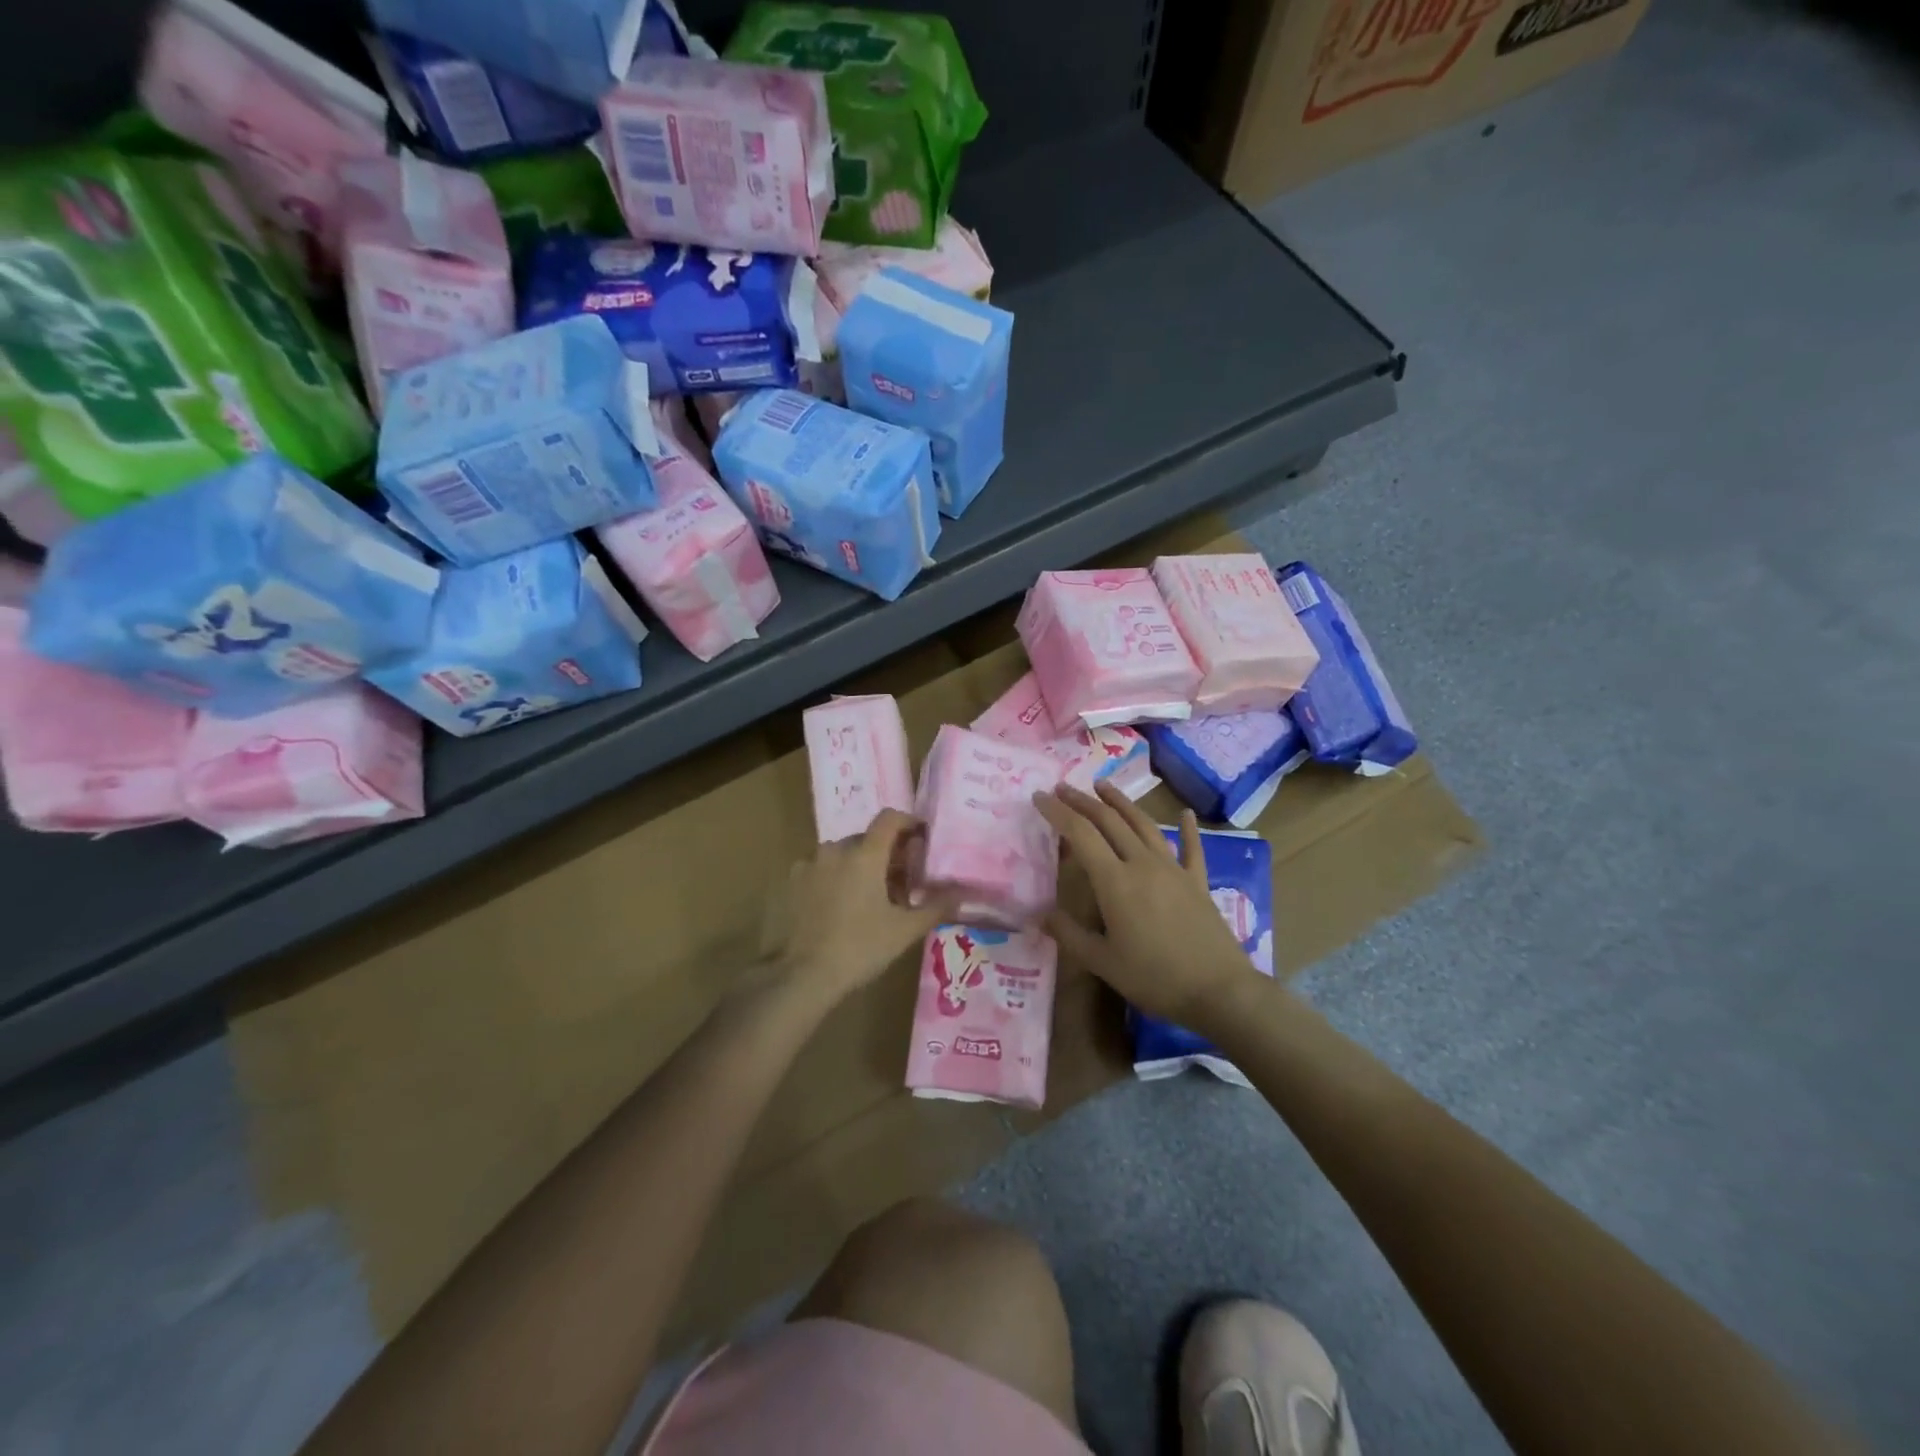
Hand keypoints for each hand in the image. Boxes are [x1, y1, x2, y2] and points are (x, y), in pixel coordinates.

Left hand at [776, 809, 957, 1004]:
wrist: (802, 976)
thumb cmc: (860, 948)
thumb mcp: (905, 930)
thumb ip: (936, 906)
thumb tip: (963, 893)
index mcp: (864, 854)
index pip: (890, 818)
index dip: (909, 822)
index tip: (922, 839)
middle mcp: (835, 849)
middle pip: (867, 838)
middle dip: (886, 853)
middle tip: (901, 882)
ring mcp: (809, 864)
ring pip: (843, 855)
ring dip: (860, 866)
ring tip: (870, 898)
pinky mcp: (791, 882)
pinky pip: (821, 870)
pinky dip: (835, 879)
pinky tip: (840, 907)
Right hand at [1036, 782, 1254, 1024]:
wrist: (1219, 990)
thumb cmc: (1154, 978)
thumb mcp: (1102, 962)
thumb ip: (1069, 935)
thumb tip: (1040, 915)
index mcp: (1115, 881)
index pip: (1080, 834)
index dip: (1058, 812)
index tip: (1039, 797)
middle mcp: (1142, 863)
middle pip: (1109, 821)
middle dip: (1083, 801)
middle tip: (1063, 787)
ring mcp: (1173, 869)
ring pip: (1143, 825)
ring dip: (1121, 802)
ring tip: (1103, 785)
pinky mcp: (1197, 881)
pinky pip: (1191, 847)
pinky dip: (1187, 828)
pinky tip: (1186, 813)